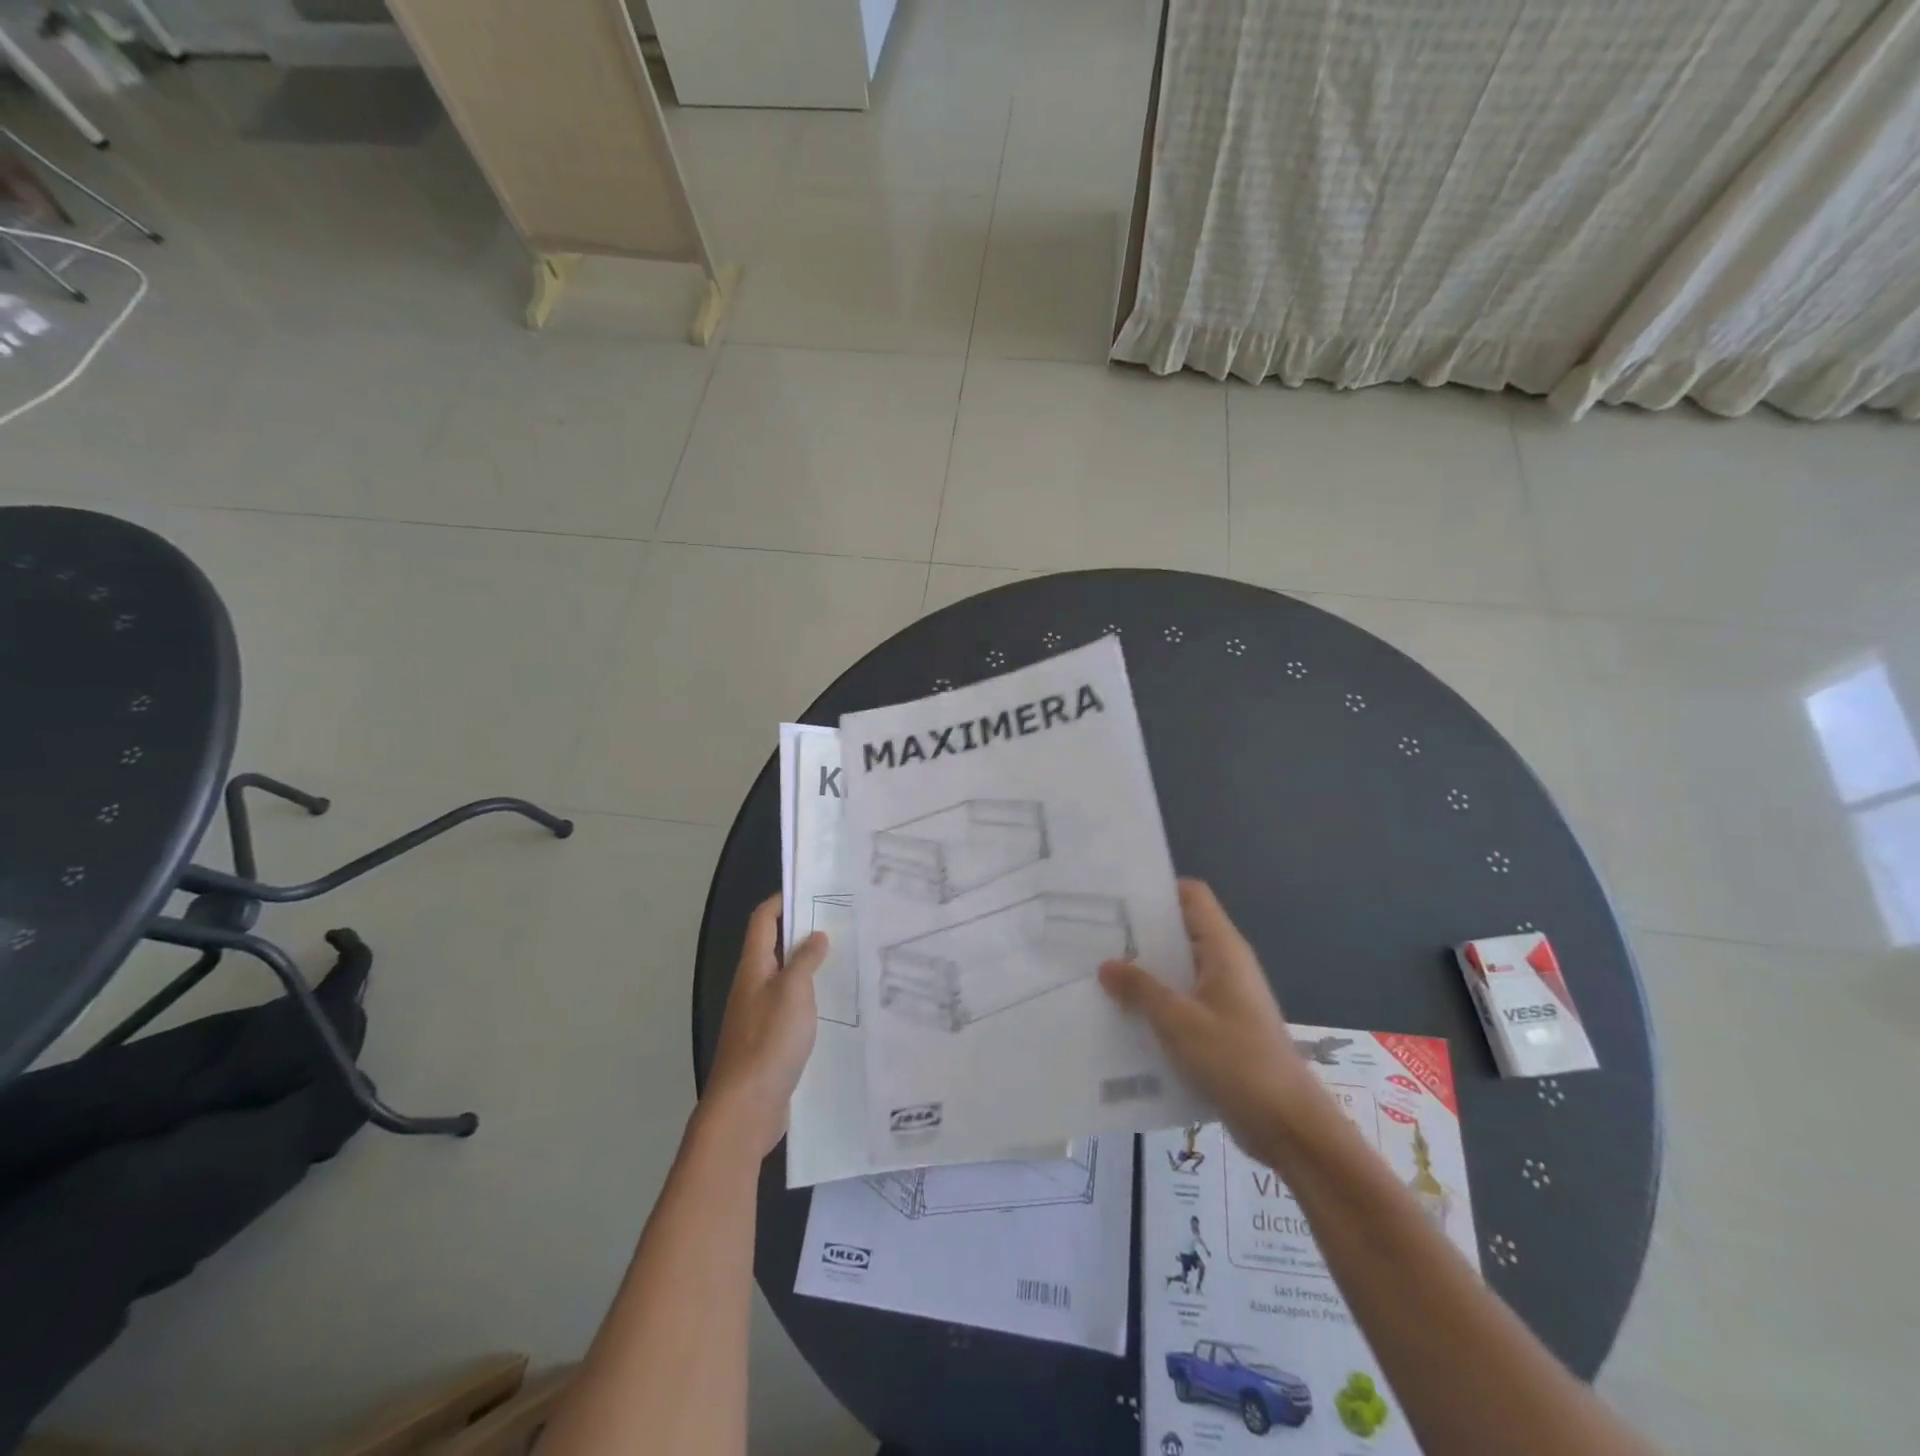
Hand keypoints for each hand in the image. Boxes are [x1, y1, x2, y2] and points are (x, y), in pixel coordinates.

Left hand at [703, 895, 827, 1156]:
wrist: (746, 1107)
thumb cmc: (769, 1041)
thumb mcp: (792, 992)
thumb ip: (804, 961)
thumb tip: (815, 935)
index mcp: (753, 967)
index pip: (762, 920)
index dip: (781, 900)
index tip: (811, 888)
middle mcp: (753, 986)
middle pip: (775, 947)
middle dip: (803, 931)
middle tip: (841, 922)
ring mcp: (760, 1015)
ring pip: (786, 978)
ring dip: (810, 966)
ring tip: (847, 958)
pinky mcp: (770, 1041)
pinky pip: (792, 1007)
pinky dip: (811, 998)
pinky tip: (836, 1005)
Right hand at [1099, 880, 1320, 1151]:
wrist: (1287, 1124)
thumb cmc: (1235, 1060)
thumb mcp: (1178, 1021)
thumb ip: (1140, 989)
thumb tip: (1107, 964)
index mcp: (1223, 949)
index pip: (1192, 896)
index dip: (1158, 890)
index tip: (1118, 897)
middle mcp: (1226, 964)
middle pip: (1181, 931)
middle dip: (1141, 934)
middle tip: (1095, 936)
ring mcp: (1226, 997)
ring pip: (1179, 970)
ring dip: (1146, 972)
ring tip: (1101, 975)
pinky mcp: (1222, 1027)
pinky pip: (1184, 1001)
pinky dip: (1158, 1003)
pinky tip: (1125, 1016)